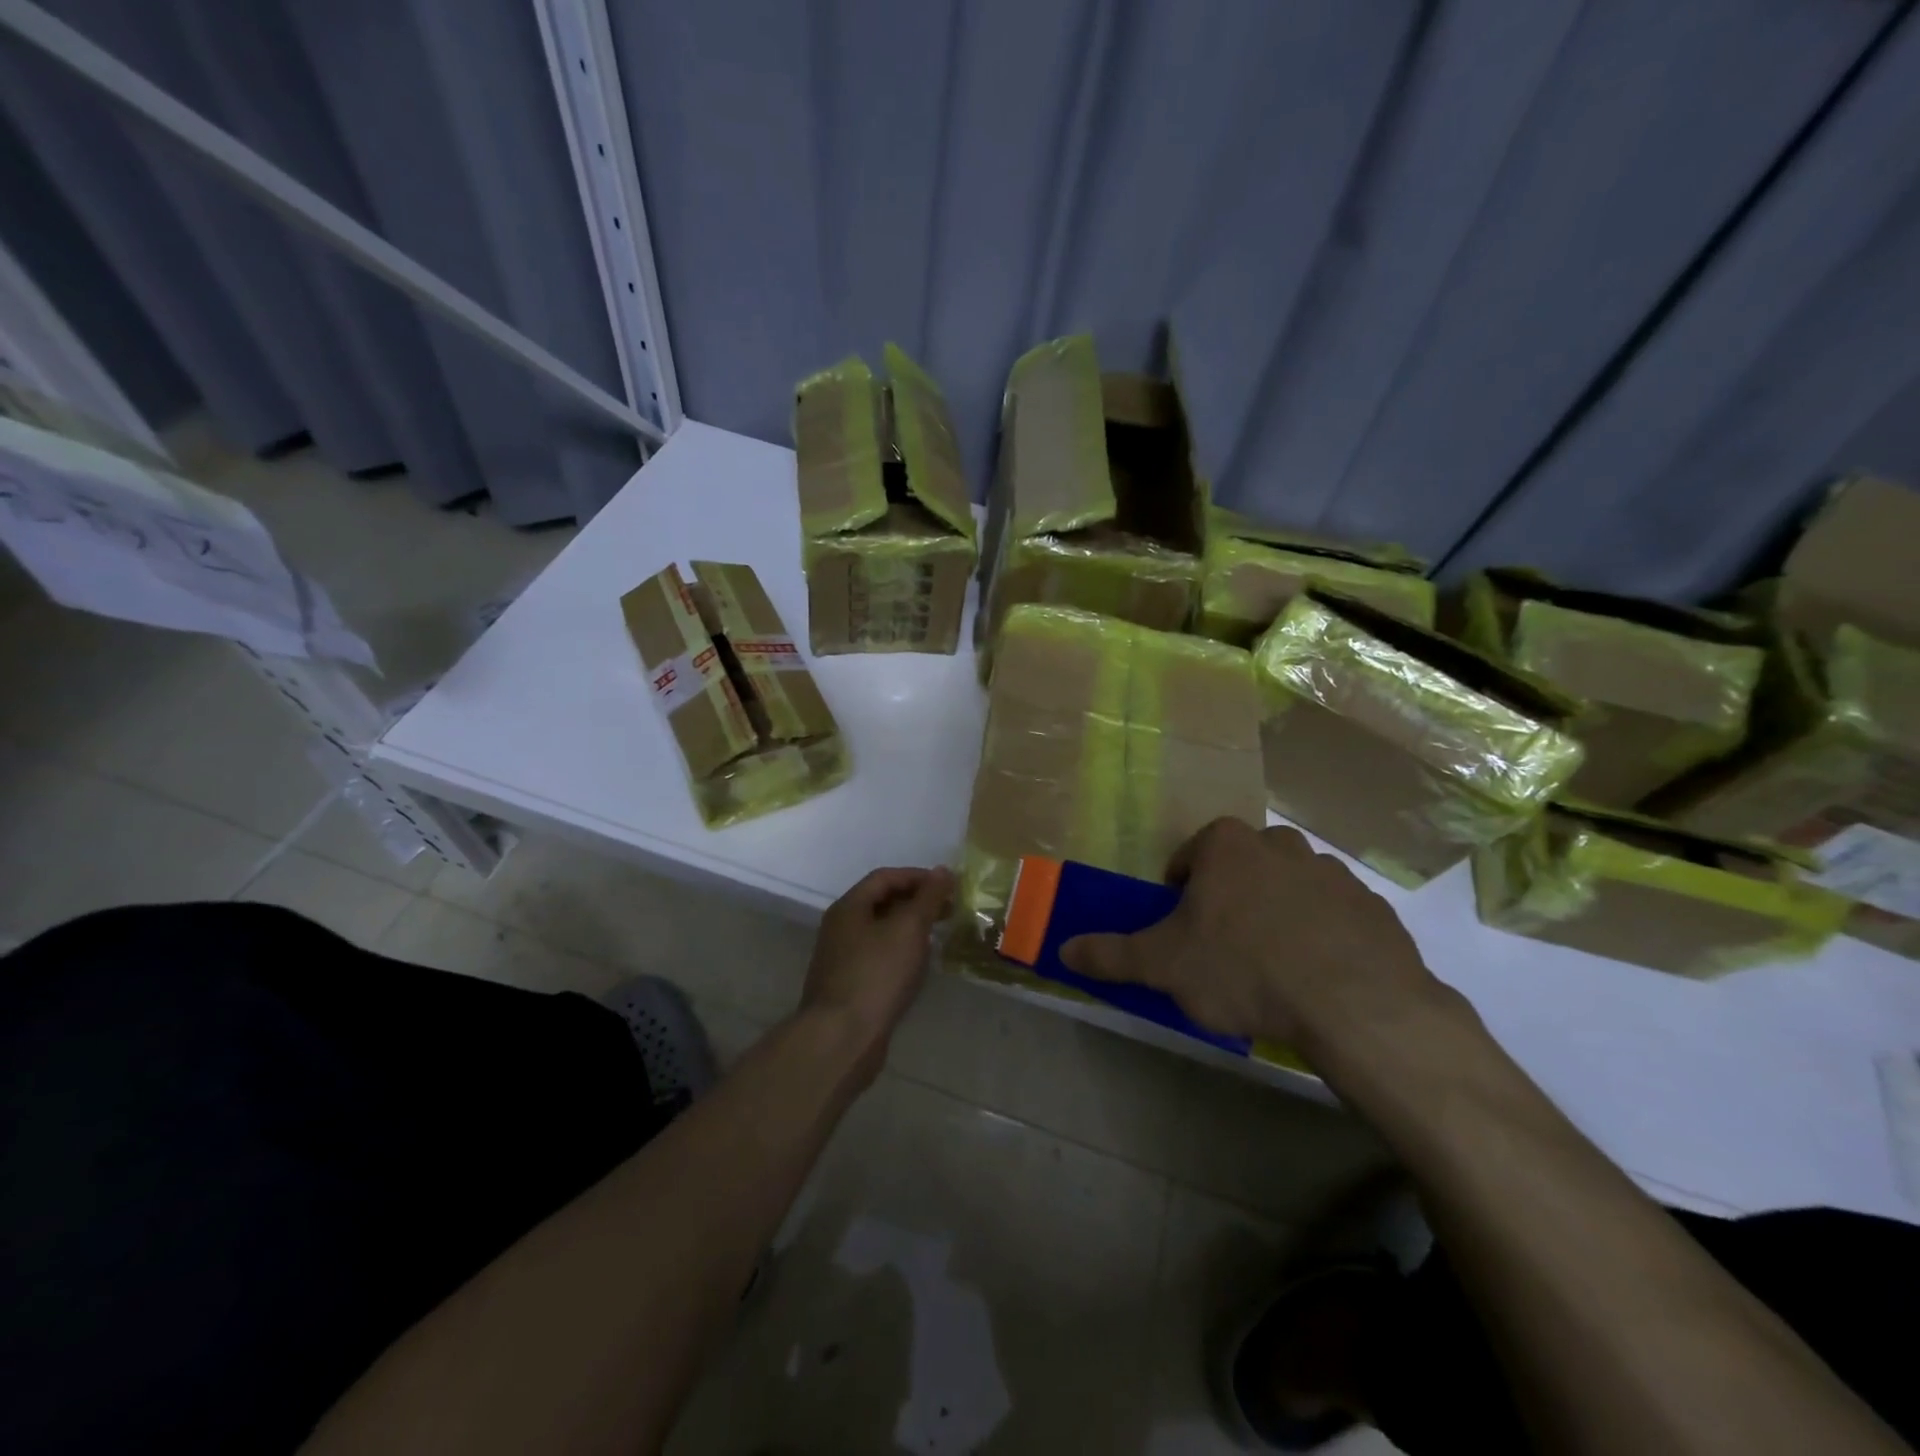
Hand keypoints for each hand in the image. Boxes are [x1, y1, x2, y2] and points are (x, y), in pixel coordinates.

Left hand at [800, 866, 954, 1082]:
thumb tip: (943, 870)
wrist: (842, 1037)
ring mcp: (842, 959)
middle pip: (881, 903)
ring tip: (938, 936)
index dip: (918, 877)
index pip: (884, 877)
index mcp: (849, 907)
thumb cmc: (877, 974)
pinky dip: (900, 953)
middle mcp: (840, 928)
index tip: (948, 886)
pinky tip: (918, 967)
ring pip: (880, 932)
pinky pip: (878, 957)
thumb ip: (927, 898)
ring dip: (909, 929)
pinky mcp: (849, 986)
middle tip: (948, 911)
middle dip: (916, 902)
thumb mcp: (908, 929)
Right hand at [1060, 820, 1446, 1056]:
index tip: (1183, 927)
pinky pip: (1334, 914)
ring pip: (1290, 886)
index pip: (1191, 854)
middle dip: (1231, 896)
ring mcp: (1333, 873)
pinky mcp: (1373, 908)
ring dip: (1277, 912)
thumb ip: (1110, 954)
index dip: (1181, 890)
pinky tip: (1317, 977)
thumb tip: (1063, 949)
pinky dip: (1322, 934)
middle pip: (1243, 865)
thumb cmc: (1244, 969)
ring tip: (1273, 965)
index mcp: (1227, 846)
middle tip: (1225, 945)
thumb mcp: (1164, 966)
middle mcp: (1280, 845)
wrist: (1356, 1005)